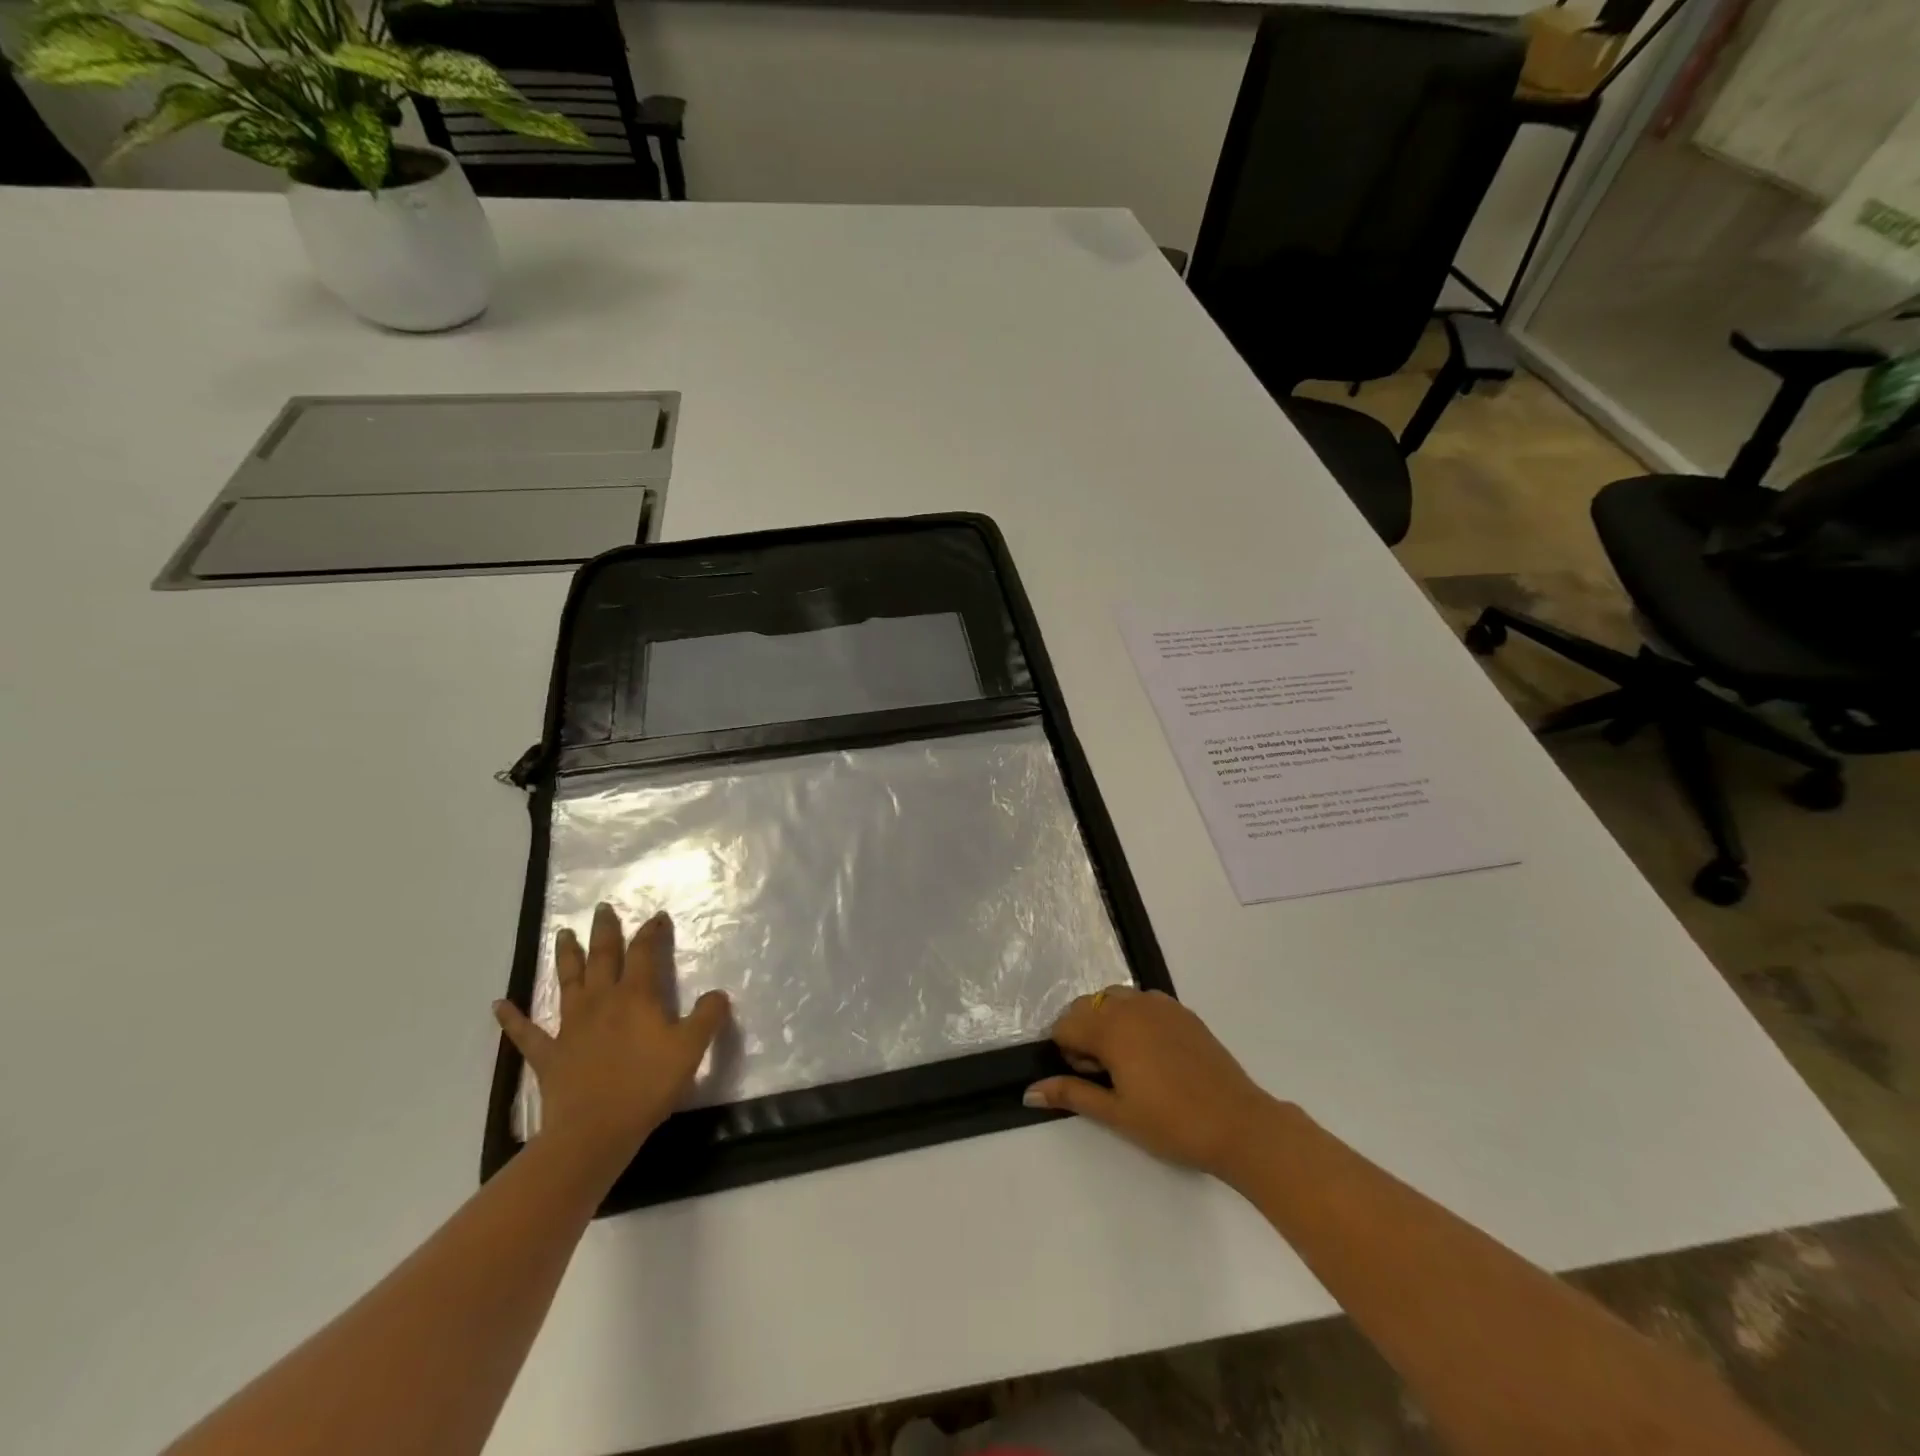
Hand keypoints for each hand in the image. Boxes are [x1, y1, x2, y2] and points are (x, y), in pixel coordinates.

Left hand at [494, 904, 728, 1179]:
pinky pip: (526, 1032)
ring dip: (566, 956)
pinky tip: (498, 1004)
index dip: (651, 931)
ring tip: (562, 934)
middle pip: (602, 957)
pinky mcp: (548, 1054)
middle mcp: (601, 1001)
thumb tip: (717, 994)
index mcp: (635, 996)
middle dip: (604, 931)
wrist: (595, 1131)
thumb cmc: (647, 1085)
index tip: (658, 916)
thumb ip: (708, 1016)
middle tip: (602, 908)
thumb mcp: (691, 1048)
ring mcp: (570, 1026)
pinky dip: (511, 1018)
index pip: (644, 952)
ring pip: (567, 982)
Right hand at [1025, 987, 1277, 1180]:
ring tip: (1128, 1064)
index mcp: (1111, 1027)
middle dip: (1084, 1035)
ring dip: (1108, 1023)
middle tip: (1107, 1076)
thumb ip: (1071, 1094)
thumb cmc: (1172, 1123)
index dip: (1069, 1054)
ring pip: (1114, 999)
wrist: (1239, 1123)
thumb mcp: (1116, 1114)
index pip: (1065, 1025)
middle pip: (1086, 1007)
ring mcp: (1159, 1004)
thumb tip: (1030, 1091)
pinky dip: (1134, 1019)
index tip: (1090, 1080)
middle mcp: (1131, 1004)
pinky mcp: (1181, 1010)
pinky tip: (1153, 1055)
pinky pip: (1142, 1002)